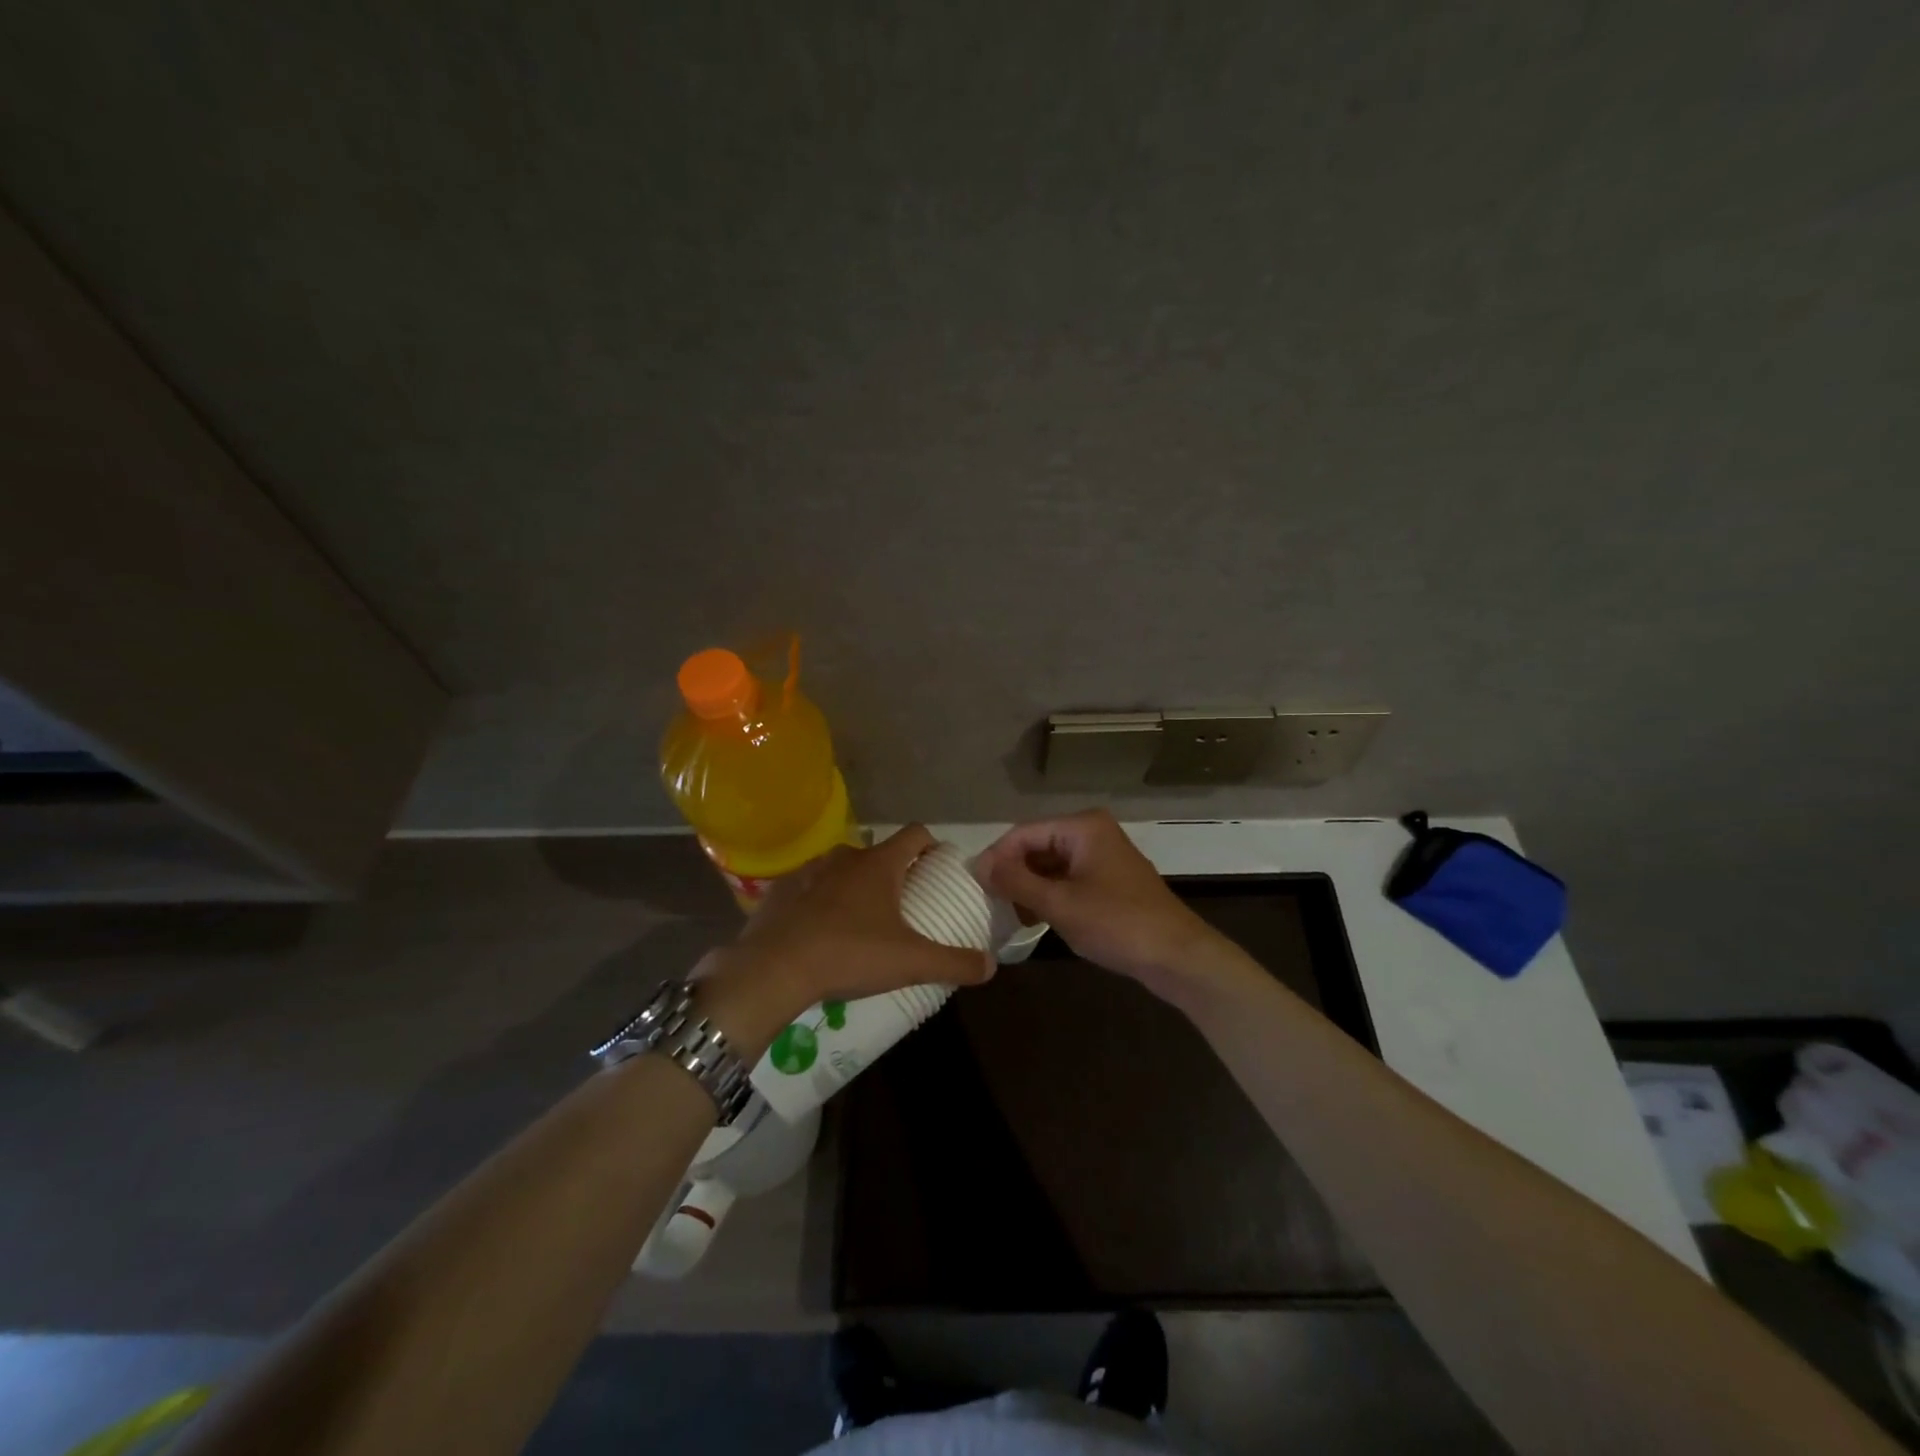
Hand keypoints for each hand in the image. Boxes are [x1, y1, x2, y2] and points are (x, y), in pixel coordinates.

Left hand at [717, 825, 995, 1015]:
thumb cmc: (849, 954)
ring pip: (842, 868)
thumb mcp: (910, 962)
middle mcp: (845, 856)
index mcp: (879, 864)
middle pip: (878, 852)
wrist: (773, 968)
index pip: (915, 834)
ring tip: (861, 918)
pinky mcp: (781, 890)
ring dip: (855, 884)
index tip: (939, 867)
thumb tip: (990, 966)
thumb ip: (954, 962)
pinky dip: (821, 899)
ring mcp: (809, 870)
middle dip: (894, 871)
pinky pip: (810, 887)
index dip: (932, 845)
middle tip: (903, 902)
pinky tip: (822, 929)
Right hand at [974, 810, 1222, 1000]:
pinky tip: (1035, 919)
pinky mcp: (1109, 880)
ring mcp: (1103, 856)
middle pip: (1037, 845)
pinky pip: (1067, 879)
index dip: (996, 857)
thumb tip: (977, 864)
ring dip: (1029, 887)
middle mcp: (1092, 832)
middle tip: (988, 902)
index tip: (974, 886)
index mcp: (1083, 826)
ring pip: (1051, 864)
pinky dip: (1049, 895)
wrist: (1177, 957)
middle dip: (1013, 873)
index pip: (1023, 833)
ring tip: (1008, 913)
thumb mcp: (1059, 903)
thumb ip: (1015, 881)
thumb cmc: (1117, 924)